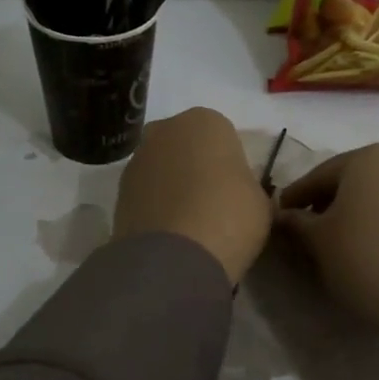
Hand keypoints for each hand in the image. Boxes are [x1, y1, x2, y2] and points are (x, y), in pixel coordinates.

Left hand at [114, 108, 271, 284]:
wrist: (175, 258)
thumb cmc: (229, 217)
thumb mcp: (260, 202)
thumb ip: (248, 187)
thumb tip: (239, 195)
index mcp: (207, 121)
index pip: (223, 137)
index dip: (230, 165)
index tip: (235, 192)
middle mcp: (166, 130)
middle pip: (186, 146)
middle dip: (196, 168)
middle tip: (211, 204)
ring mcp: (137, 159)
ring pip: (162, 168)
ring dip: (172, 187)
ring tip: (188, 224)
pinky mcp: (118, 190)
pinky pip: (145, 193)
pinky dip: (155, 207)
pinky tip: (169, 233)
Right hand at [278, 144, 378, 369]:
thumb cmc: (365, 259)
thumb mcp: (318, 241)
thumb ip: (296, 222)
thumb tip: (283, 215)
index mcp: (367, 158)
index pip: (318, 175)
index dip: (295, 198)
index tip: (279, 216)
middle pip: (351, 180)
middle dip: (327, 202)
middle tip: (307, 230)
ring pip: (378, 195)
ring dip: (355, 212)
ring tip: (339, 242)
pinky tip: (370, 247)